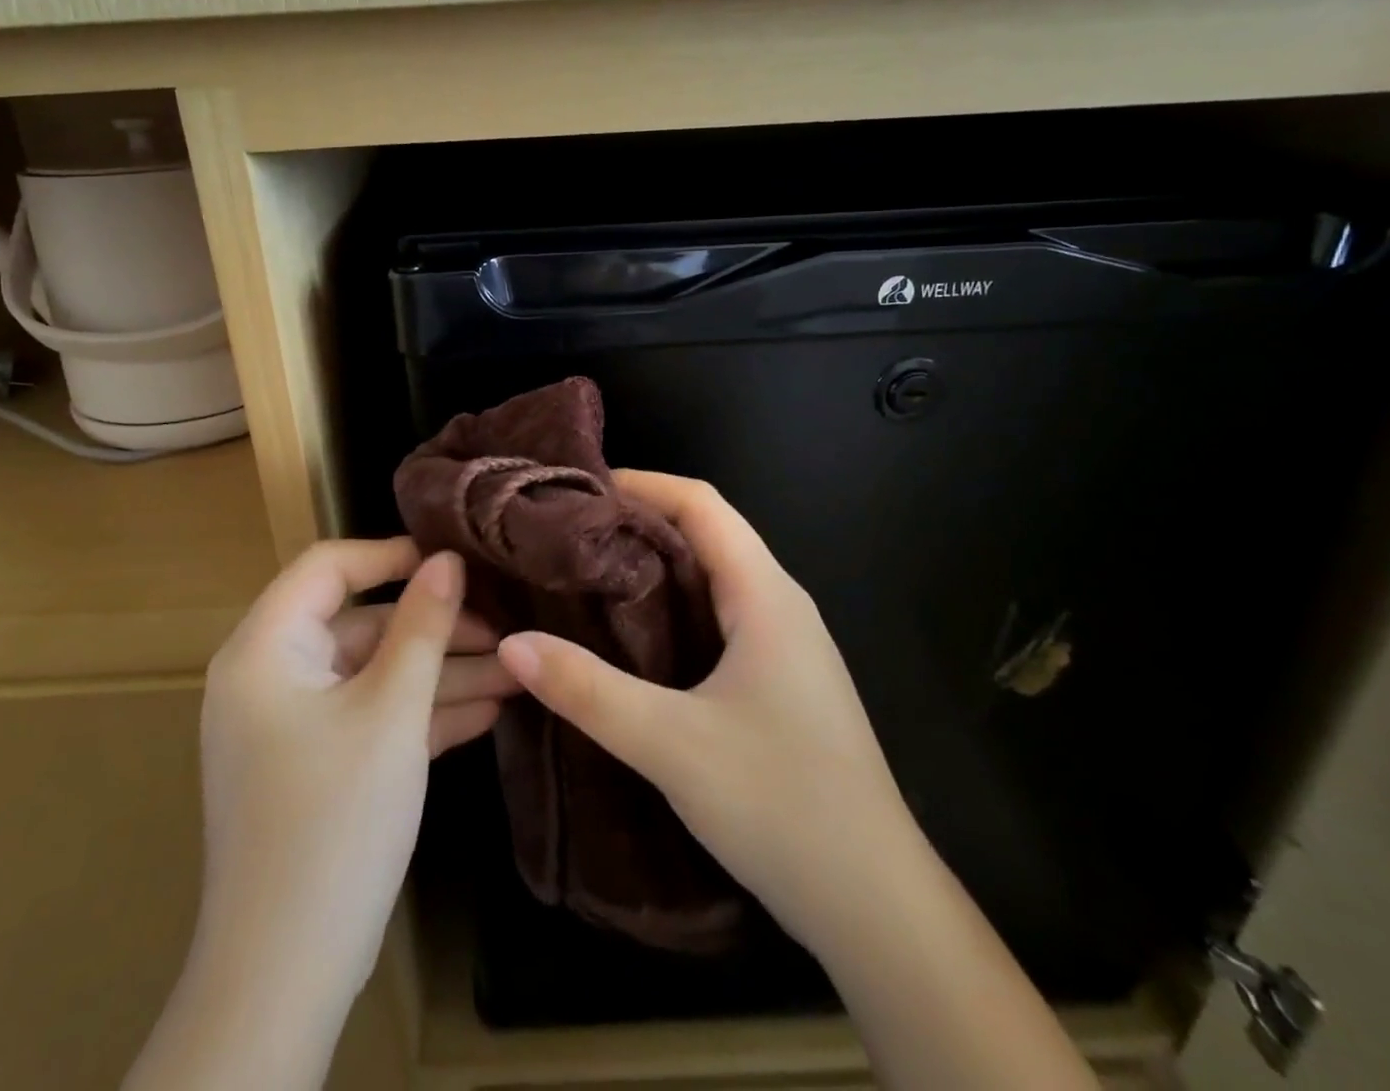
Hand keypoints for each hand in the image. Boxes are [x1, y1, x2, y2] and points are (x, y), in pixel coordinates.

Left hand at [126, 540, 515, 1090]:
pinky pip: (371, 716)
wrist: (285, 974)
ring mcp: (293, 724)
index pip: (327, 568)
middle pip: (361, 625)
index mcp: (266, 649)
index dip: (391, 555)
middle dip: (434, 628)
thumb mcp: (391, 711)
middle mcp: (272, 676)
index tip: (455, 561)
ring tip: (514, 671)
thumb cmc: (335, 820)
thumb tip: (449, 559)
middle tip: (504, 629)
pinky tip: (487, 710)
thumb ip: (423, 626)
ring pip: (374, 674)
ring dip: (440, 674)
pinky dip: (421, 712)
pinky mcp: (316, 764)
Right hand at [495, 473, 1097, 1090]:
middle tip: (565, 530)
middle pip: (706, 531)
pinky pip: (718, 615)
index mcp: (765, 595)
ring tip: (584, 570)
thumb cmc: (783, 806)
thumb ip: (588, 691)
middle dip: (637, 519)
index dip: (641, 483)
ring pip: (712, 575)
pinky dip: (670, 604)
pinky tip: (629, 634)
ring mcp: (785, 643)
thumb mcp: (671, 745)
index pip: (701, 503)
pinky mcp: (780, 679)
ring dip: (653, 562)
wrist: (877, 906)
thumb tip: (512, 643)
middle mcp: (779, 603)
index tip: (577, 488)